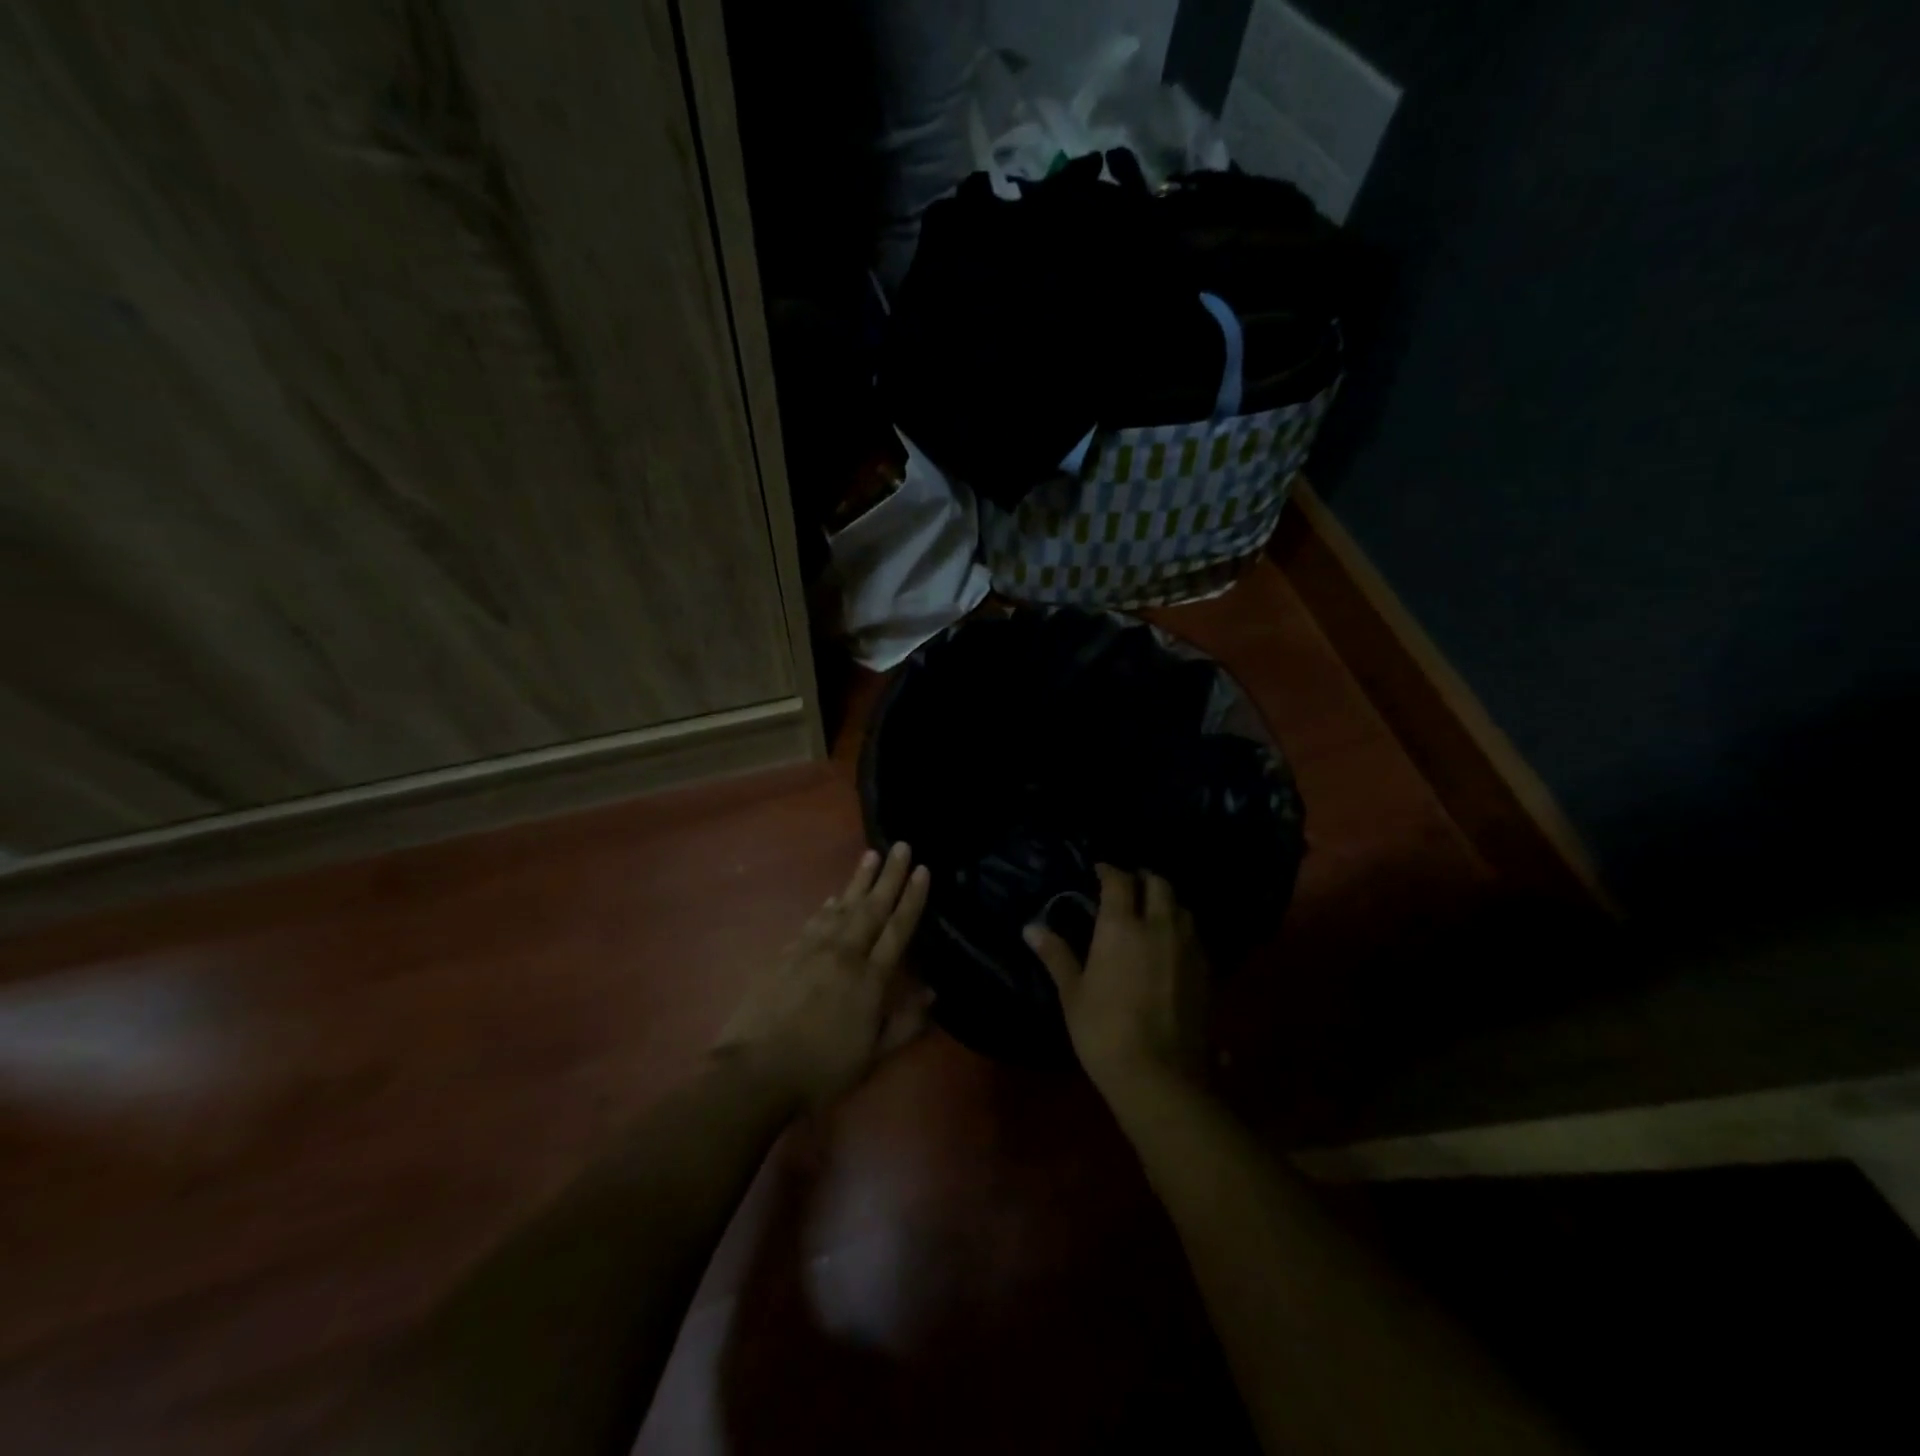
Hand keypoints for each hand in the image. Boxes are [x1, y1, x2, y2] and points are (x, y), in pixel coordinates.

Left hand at [712, 843, 930, 1111]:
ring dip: (858, 881)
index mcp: (869, 979)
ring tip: (870, 855)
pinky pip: (813, 923)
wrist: (755, 1072)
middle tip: (901, 846)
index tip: (923, 870)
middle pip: (871, 908)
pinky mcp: (786, 955)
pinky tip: (833, 899)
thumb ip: (904, 1024)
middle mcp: (844, 955)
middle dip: (889, 875)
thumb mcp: (872, 1057)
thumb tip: (933, 993)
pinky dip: (827, 907)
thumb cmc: (820, 1070)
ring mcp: (811, 951)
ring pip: (841, 907)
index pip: (897, 929)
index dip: (912, 898)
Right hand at [1025, 864, 1209, 1099]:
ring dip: (1166, 902)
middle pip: (1159, 884)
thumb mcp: (1072, 994)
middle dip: (1143, 878)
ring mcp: (1188, 948)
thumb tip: (1031, 928)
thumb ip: (1056, 955)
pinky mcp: (1207, 972)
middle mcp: (1159, 927)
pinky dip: (1182, 929)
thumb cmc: (1104, 1032)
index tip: (1099, 870)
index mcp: (1122, 926)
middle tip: (1129, 886)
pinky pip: (1195, 936)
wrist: (1160, 1077)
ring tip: (1152, 912)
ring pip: (1183, 908)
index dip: (1109, 869)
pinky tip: (1171, 947)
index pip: (1119, 880)